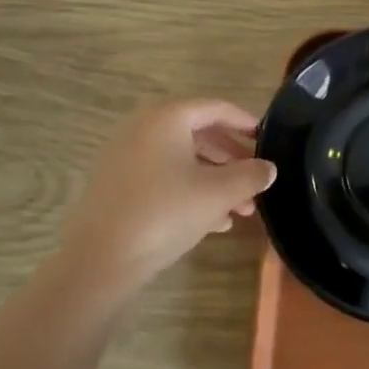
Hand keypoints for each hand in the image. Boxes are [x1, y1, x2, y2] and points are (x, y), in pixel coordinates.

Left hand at [59, 99, 276, 293]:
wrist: (99, 260)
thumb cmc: (164, 213)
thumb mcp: (218, 193)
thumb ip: (250, 175)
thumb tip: (268, 168)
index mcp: (167, 117)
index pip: (216, 108)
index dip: (245, 122)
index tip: (267, 138)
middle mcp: (145, 127)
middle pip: (200, 134)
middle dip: (232, 160)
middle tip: (257, 181)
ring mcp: (128, 156)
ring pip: (183, 160)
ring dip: (216, 181)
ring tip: (242, 210)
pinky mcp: (119, 184)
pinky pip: (165, 177)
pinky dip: (191, 191)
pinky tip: (215, 222)